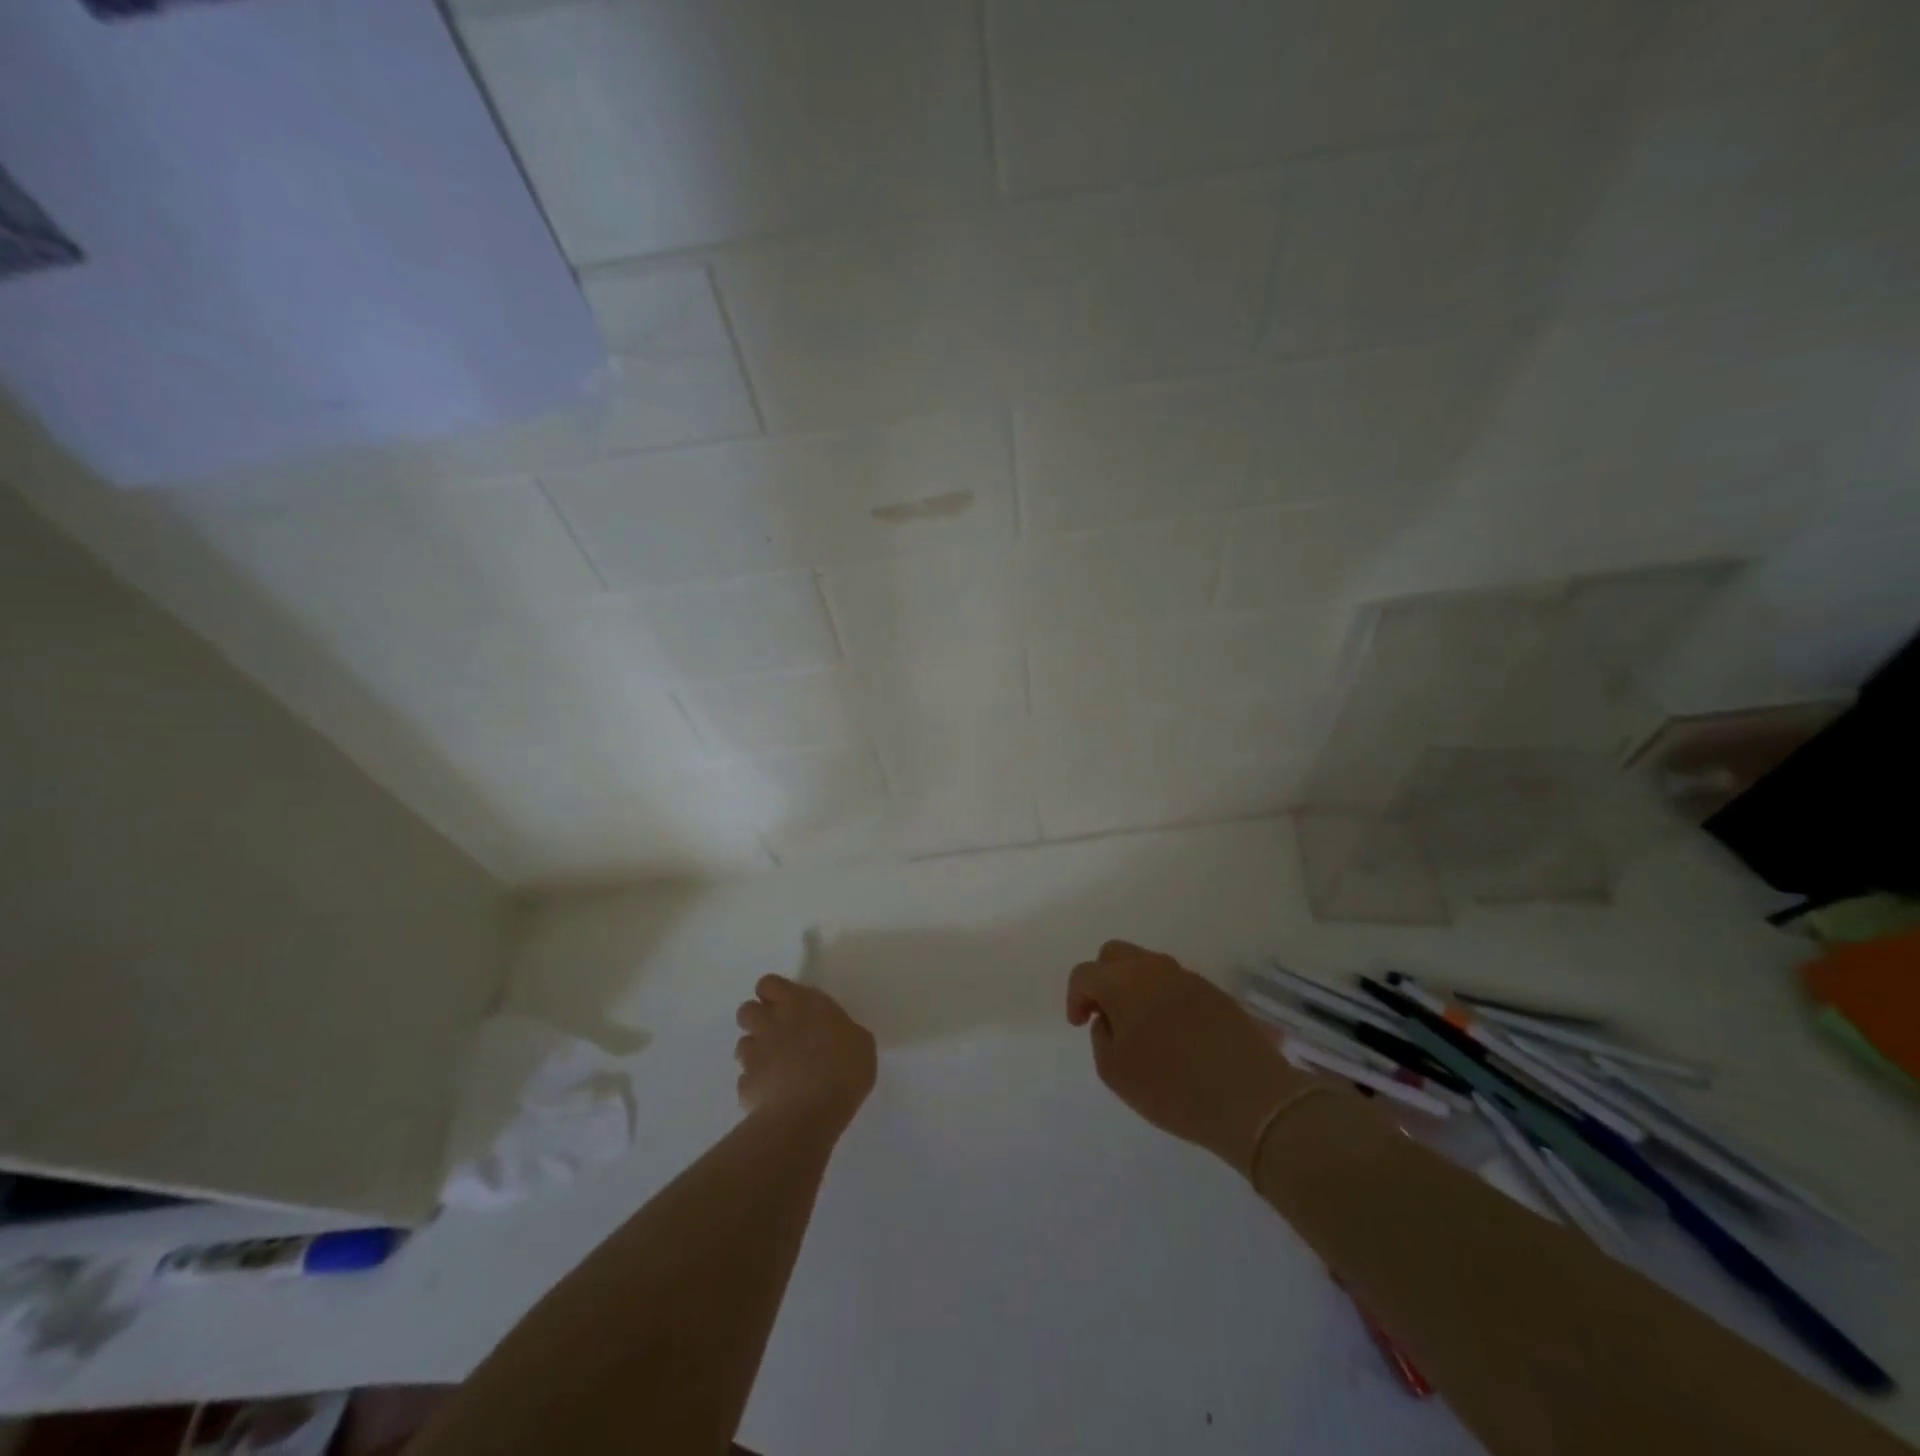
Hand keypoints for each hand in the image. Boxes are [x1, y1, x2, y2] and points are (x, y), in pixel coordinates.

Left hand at [734, 974, 877, 1132]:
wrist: (811, 1113)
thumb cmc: (844, 1068)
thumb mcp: (860, 1042)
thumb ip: (840, 1031)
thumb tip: (836, 1036)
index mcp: (800, 1004)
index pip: (770, 984)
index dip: (775, 993)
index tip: (789, 1006)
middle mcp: (771, 1023)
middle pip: (747, 1009)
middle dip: (758, 1020)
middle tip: (779, 1034)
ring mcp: (754, 1054)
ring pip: (743, 1044)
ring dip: (756, 1052)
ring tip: (777, 1068)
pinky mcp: (745, 1086)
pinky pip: (746, 1080)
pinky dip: (757, 1085)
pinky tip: (774, 1097)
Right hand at [1067, 941, 1306, 1174]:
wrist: (1251, 1098)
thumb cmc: (1171, 1088)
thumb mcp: (1115, 1072)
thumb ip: (1101, 1036)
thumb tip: (1109, 1018)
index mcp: (1123, 982)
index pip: (1085, 973)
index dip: (1075, 997)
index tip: (1080, 1024)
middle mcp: (1154, 968)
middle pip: (1116, 955)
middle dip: (1103, 980)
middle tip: (1104, 1015)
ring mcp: (1188, 978)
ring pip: (1149, 967)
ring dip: (1135, 988)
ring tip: (1140, 1028)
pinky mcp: (1215, 993)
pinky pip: (1177, 984)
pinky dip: (1164, 999)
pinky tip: (1173, 1034)